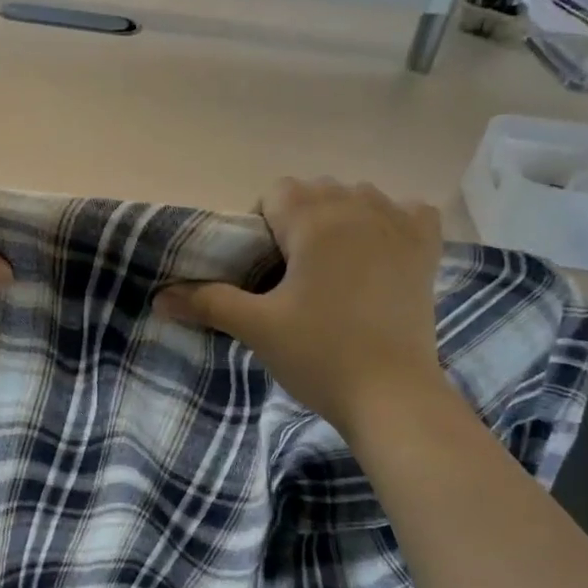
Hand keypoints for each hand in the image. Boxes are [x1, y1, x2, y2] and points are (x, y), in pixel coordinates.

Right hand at [156, 178, 445, 434]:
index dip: (261, 225)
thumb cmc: (319, 355)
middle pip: (316, 190)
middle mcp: (359, 208)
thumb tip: (159, 298)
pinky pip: (408, 212)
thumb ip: (207, 302)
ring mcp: (399, 226)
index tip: (262, 268)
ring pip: (358, 197)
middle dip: (297, 221)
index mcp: (315, 220)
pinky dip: (392, 223)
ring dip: (339, 219)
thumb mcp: (257, 327)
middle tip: (291, 274)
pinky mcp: (427, 250)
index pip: (277, 192)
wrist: (392, 396)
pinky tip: (380, 254)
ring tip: (332, 268)